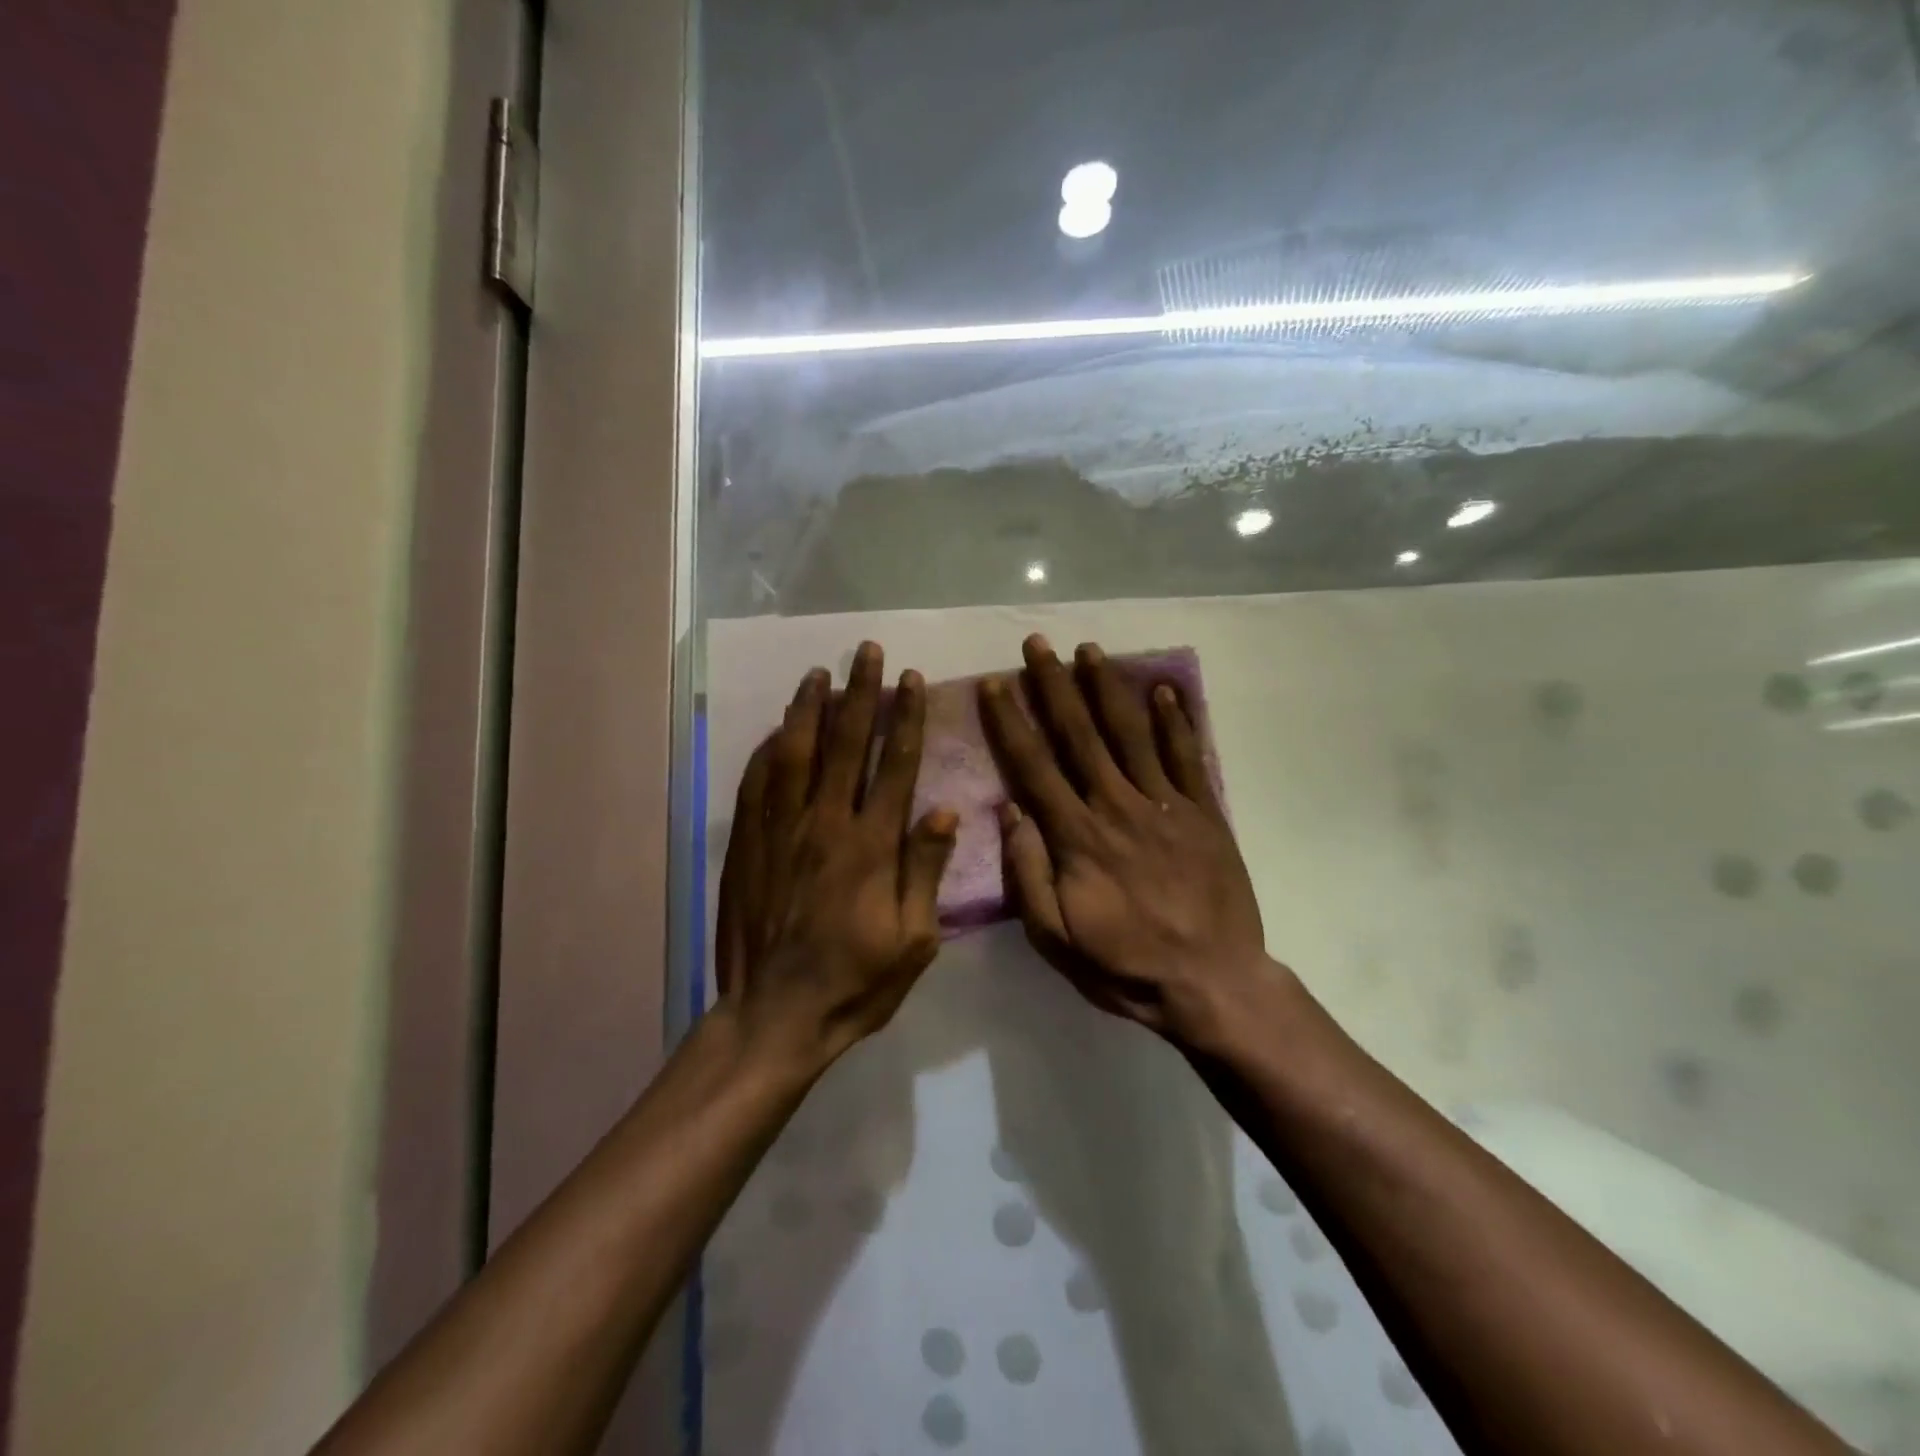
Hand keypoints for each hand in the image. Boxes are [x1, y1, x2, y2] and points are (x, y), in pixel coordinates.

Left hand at [717, 641, 957, 1066]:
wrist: (774, 1015)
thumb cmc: (855, 983)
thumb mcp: (913, 941)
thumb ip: (925, 871)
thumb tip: (943, 810)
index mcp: (871, 846)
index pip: (893, 765)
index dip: (904, 718)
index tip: (910, 680)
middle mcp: (825, 825)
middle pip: (844, 744)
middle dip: (859, 693)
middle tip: (866, 653)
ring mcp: (780, 832)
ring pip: (795, 753)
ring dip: (809, 709)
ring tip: (819, 673)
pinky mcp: (748, 846)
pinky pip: (757, 784)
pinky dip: (768, 750)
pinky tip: (776, 728)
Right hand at [979, 635, 1270, 1045]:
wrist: (1211, 983)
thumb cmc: (1125, 964)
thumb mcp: (1056, 938)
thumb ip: (1027, 874)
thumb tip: (1008, 811)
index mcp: (1077, 837)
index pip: (1034, 766)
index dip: (1011, 721)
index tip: (996, 683)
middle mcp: (1117, 806)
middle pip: (1079, 735)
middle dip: (1055, 685)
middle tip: (1038, 644)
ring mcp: (1165, 805)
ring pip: (1131, 734)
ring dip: (1108, 688)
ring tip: (1090, 650)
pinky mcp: (1204, 813)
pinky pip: (1187, 756)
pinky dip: (1176, 721)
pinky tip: (1164, 689)